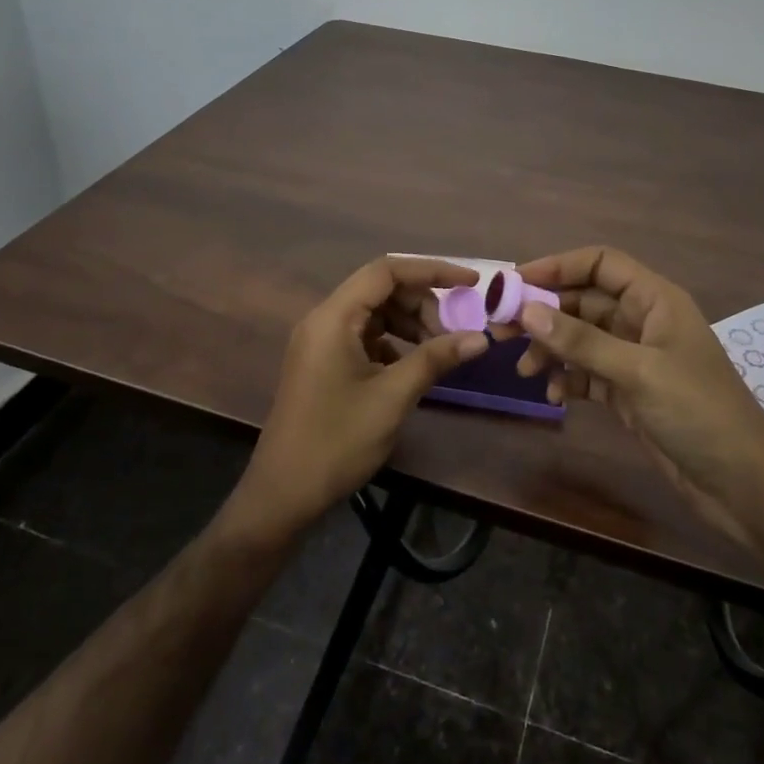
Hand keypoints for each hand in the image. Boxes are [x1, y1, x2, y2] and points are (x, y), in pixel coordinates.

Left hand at [232, 256, 490, 536]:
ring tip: (438, 349)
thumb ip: (434, 359)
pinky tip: (413, 366)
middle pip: (381, 289)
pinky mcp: (324, 362)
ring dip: (410, 323)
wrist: (284, 493)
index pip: (386, 271)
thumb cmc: (336, 441)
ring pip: (375, 312)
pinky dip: (393, 342)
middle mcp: (324, 319)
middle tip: (454, 332)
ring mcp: (321, 341)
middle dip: (423, 302)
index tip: (470, 283)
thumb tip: (480, 337)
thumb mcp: (392, 397)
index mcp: (333, 318)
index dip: (432, 270)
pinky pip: (365, 335)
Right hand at [506, 247, 763, 545]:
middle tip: (502, 330)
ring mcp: (635, 359)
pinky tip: (553, 396)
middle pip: (584, 301)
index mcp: (655, 300)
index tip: (516, 283)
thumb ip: (581, 341)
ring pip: (581, 339)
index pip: (600, 264)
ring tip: (524, 371)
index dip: (559, 266)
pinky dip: (566, 379)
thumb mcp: (638, 371)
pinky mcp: (629, 393)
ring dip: (551, 349)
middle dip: (545, 313)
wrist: (742, 484)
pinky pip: (586, 373)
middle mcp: (643, 322)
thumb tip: (527, 311)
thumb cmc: (698, 412)